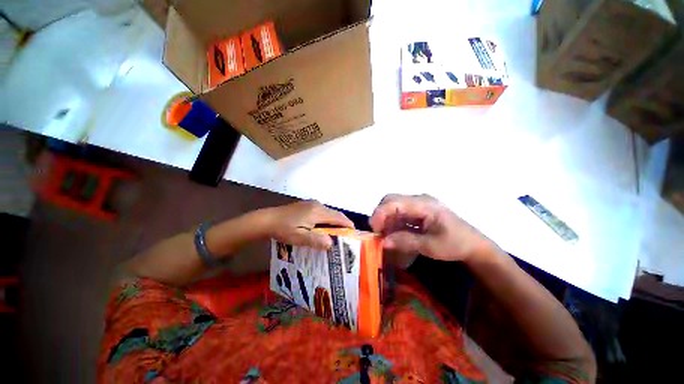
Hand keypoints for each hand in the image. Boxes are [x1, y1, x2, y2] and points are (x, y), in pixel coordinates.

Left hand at [264, 200, 354, 248]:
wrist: (268, 219)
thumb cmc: (284, 229)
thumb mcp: (299, 238)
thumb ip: (316, 240)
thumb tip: (331, 243)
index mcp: (317, 212)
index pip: (338, 217)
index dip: (347, 224)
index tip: (354, 232)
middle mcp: (317, 205)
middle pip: (335, 213)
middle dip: (342, 223)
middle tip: (346, 235)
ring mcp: (312, 203)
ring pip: (328, 212)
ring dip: (334, 221)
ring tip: (336, 232)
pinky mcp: (307, 205)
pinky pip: (322, 211)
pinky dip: (327, 218)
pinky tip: (323, 226)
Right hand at [370, 194, 495, 261]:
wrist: (473, 245)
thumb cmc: (456, 244)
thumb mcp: (431, 246)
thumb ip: (406, 242)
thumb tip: (383, 241)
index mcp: (424, 204)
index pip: (395, 202)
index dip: (380, 213)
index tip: (373, 229)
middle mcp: (419, 200)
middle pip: (391, 200)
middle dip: (380, 215)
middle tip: (376, 232)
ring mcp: (418, 205)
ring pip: (393, 206)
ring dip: (385, 219)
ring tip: (383, 235)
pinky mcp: (417, 211)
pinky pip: (399, 213)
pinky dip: (392, 223)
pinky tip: (392, 234)